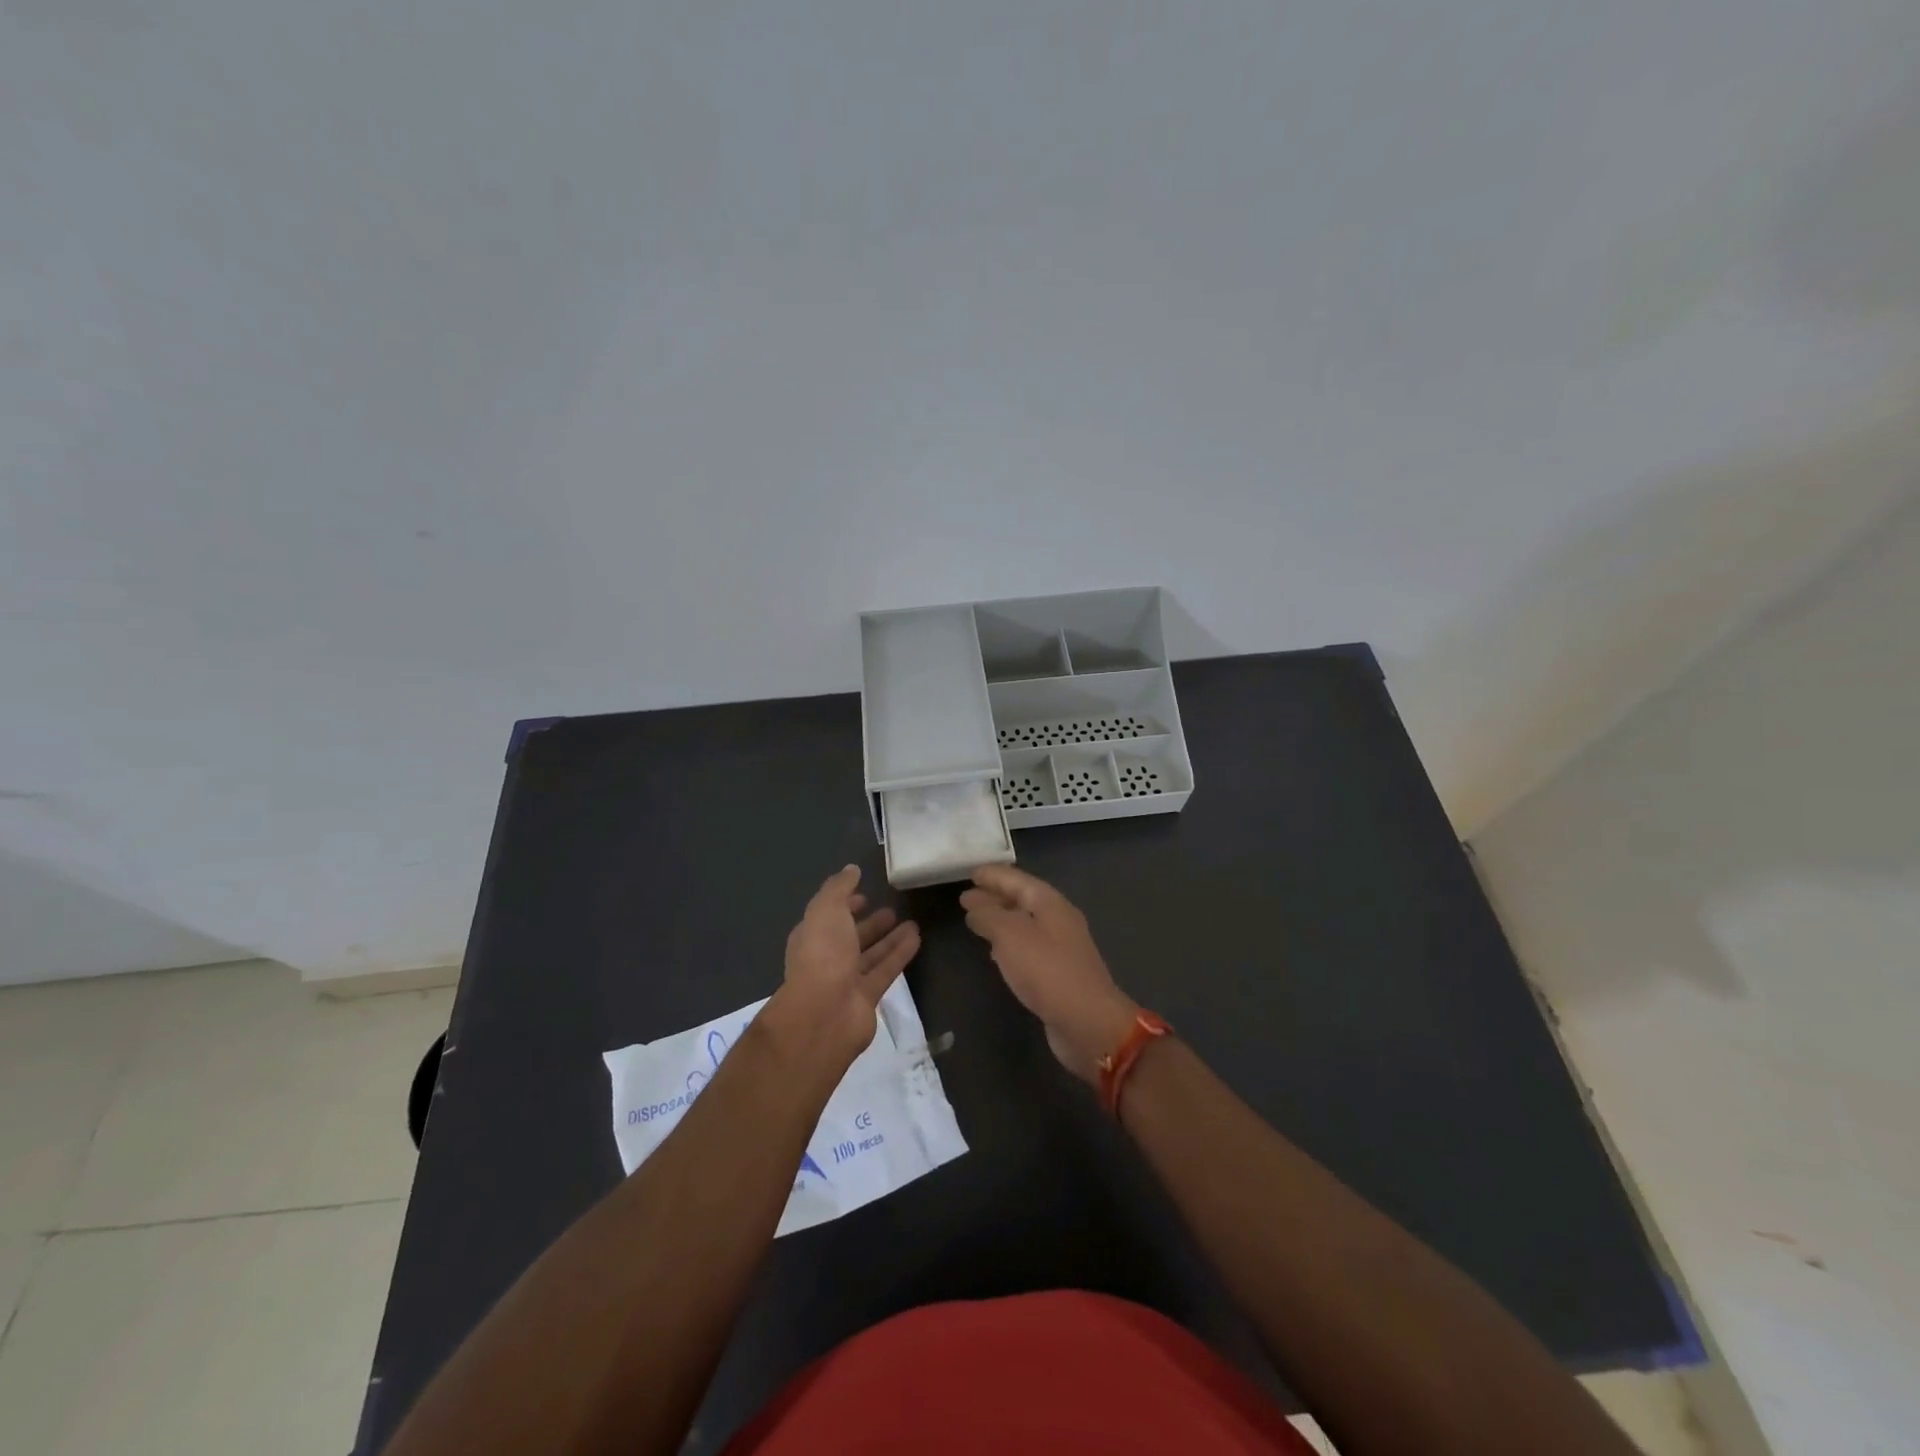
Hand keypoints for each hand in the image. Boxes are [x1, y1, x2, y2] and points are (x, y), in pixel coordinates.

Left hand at [769, 865, 920, 1069]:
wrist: (824, 1012)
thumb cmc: (822, 953)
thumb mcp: (826, 909)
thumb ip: (839, 887)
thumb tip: (851, 869)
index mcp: (811, 936)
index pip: (828, 917)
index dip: (844, 905)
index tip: (865, 894)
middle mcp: (826, 958)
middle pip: (851, 938)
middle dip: (869, 924)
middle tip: (892, 909)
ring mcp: (846, 980)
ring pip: (871, 955)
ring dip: (890, 938)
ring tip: (913, 922)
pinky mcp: (867, 997)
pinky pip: (886, 970)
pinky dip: (900, 954)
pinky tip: (917, 938)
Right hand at [960, 865, 1138, 1081]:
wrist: (1087, 1022)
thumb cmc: (1046, 970)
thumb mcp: (1010, 935)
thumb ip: (989, 916)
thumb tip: (974, 905)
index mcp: (1050, 903)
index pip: (1017, 879)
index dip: (994, 875)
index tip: (970, 873)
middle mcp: (1058, 919)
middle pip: (1023, 900)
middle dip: (995, 896)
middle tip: (966, 897)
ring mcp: (1061, 947)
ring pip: (1025, 924)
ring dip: (1001, 919)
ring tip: (976, 921)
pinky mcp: (1058, 972)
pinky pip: (1029, 947)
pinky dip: (1009, 943)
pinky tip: (996, 952)